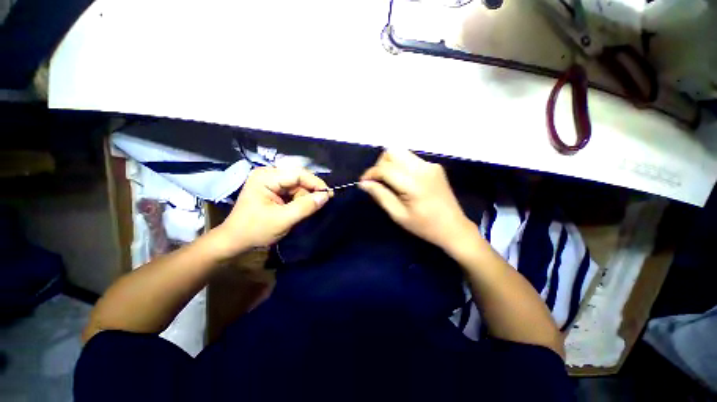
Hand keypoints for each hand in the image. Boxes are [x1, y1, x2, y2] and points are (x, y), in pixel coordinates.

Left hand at [213, 167, 330, 255]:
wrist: (235, 241)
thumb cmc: (255, 230)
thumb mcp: (283, 220)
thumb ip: (305, 207)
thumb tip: (326, 196)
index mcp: (266, 177)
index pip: (298, 174)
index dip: (316, 183)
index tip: (329, 195)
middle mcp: (268, 174)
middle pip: (298, 179)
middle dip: (309, 193)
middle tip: (318, 206)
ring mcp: (270, 181)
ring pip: (297, 186)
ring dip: (304, 198)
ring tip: (302, 212)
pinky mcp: (272, 189)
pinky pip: (293, 191)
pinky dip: (299, 200)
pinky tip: (298, 210)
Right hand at [359, 149, 475, 251]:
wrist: (454, 227)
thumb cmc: (424, 226)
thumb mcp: (398, 215)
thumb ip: (380, 195)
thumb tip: (363, 183)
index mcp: (413, 183)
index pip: (385, 168)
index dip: (370, 173)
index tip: (363, 182)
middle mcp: (422, 168)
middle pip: (392, 152)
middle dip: (380, 164)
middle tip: (378, 181)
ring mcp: (431, 165)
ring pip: (402, 152)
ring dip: (390, 163)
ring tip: (388, 180)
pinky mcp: (435, 166)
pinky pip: (411, 159)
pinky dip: (401, 166)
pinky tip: (403, 181)